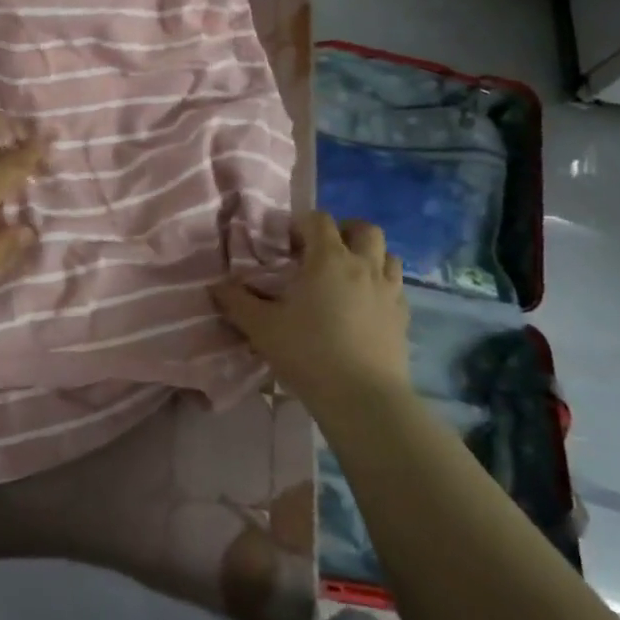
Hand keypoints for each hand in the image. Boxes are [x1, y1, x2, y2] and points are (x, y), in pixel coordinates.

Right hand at [212, 212, 408, 414]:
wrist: (363, 399)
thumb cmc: (309, 354)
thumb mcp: (262, 328)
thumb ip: (237, 302)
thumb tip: (216, 285)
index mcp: (329, 259)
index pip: (319, 220)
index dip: (301, 223)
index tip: (286, 242)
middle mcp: (364, 266)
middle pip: (365, 229)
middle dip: (344, 231)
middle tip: (324, 251)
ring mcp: (389, 291)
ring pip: (388, 255)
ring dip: (369, 256)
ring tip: (348, 275)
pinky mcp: (403, 318)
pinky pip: (396, 287)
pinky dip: (382, 286)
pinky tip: (366, 306)